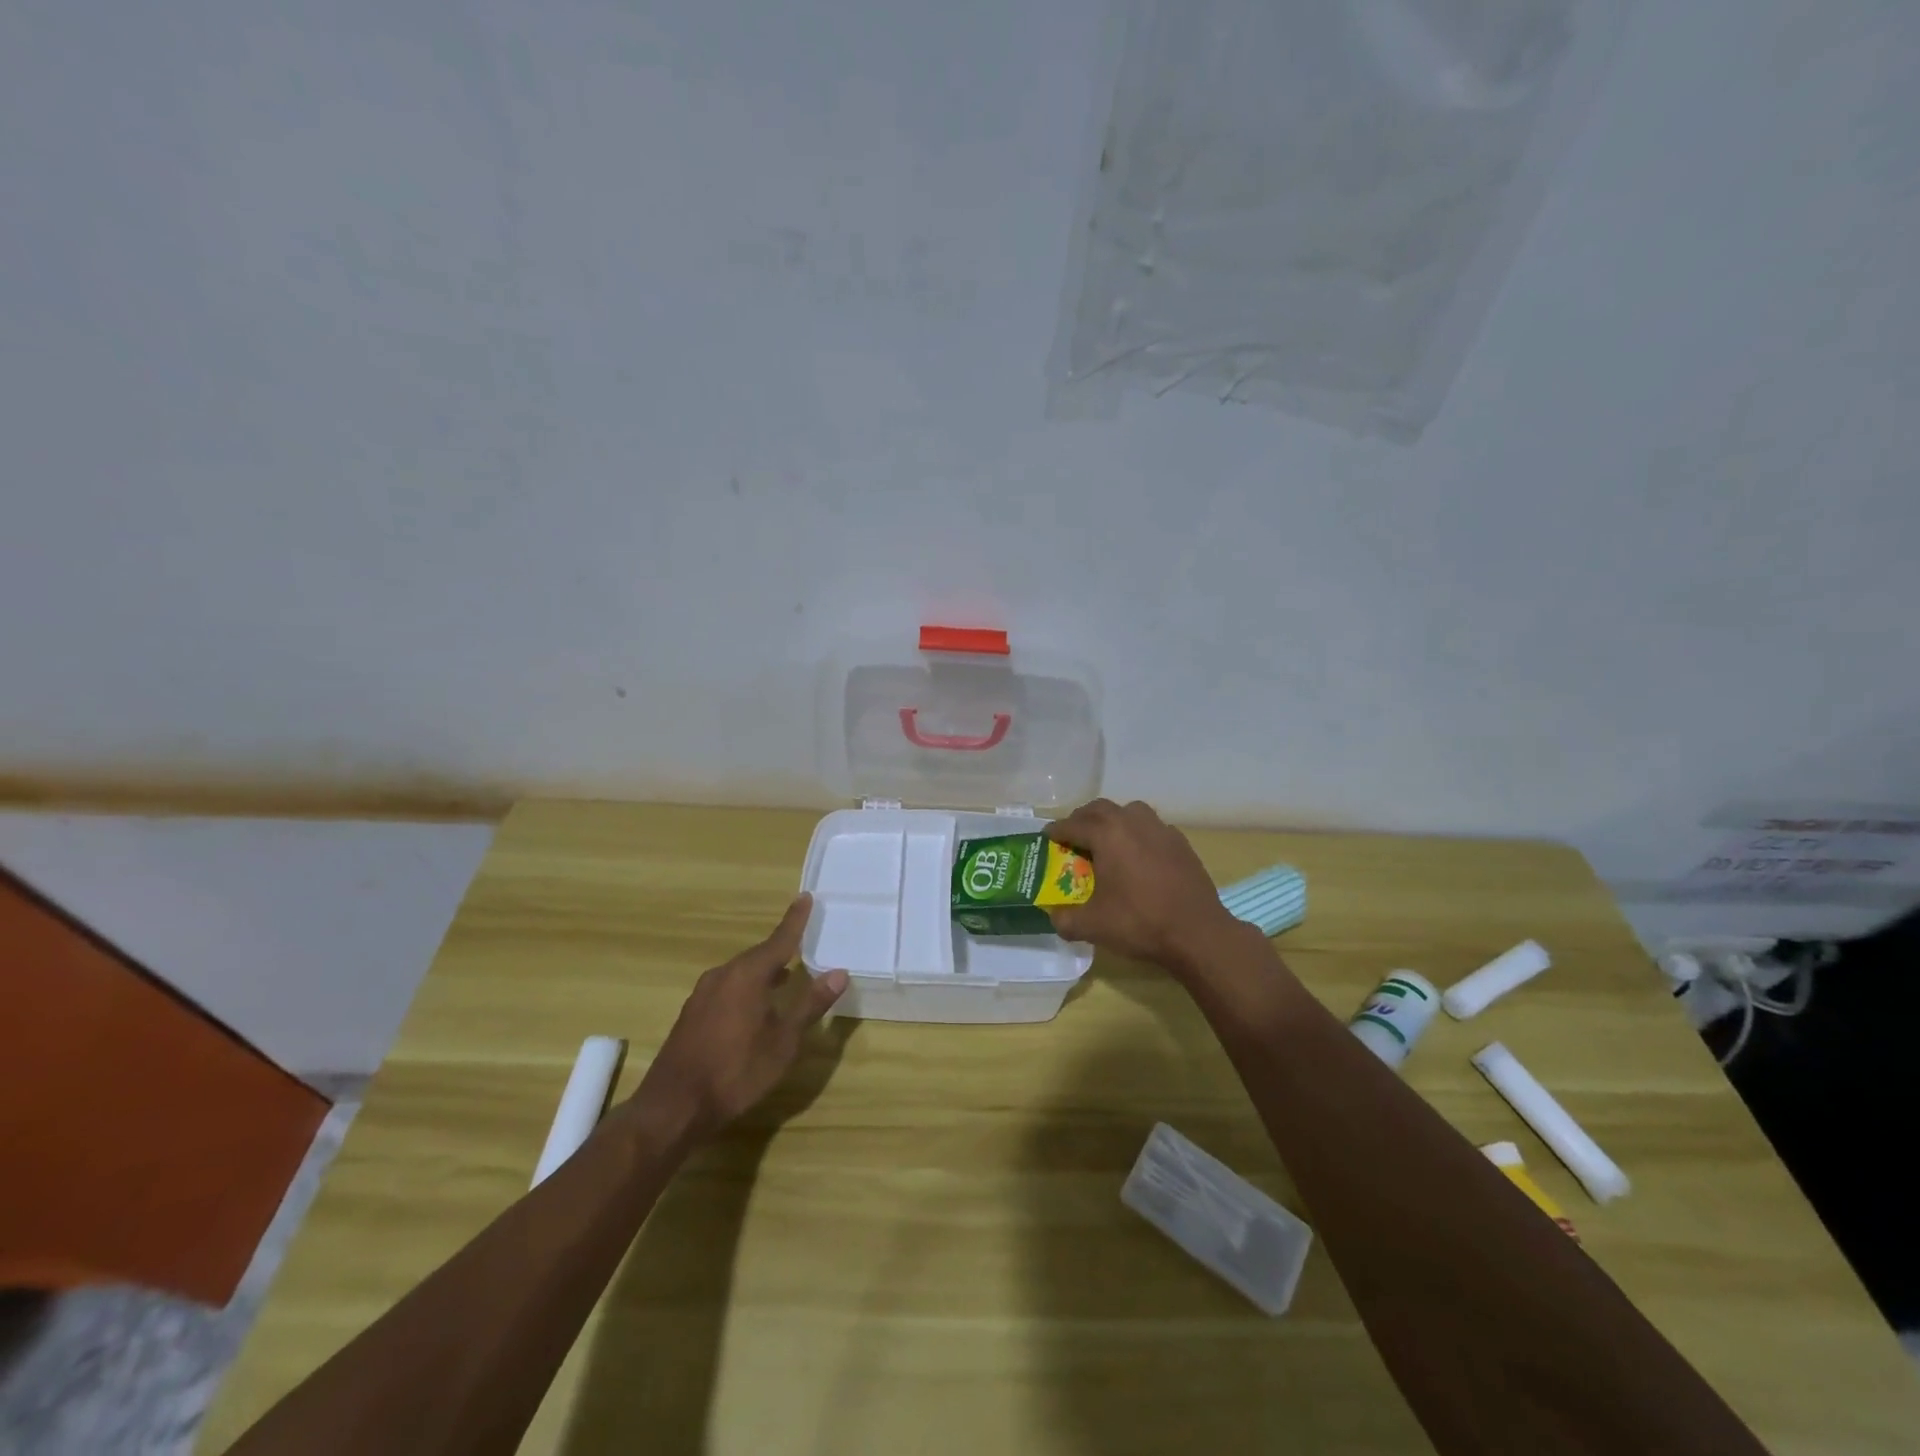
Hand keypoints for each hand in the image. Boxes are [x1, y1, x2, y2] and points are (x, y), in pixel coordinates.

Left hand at [633, 895, 847, 1141]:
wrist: (673, 1107)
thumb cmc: (736, 1071)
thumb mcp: (783, 1041)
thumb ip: (810, 1005)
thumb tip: (838, 973)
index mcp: (747, 975)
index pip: (779, 940)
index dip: (795, 920)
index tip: (806, 897)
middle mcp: (723, 975)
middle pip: (758, 955)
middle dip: (780, 950)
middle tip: (802, 943)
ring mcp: (702, 995)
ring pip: (740, 973)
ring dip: (763, 972)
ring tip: (784, 977)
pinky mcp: (691, 1015)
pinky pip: (726, 988)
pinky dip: (746, 988)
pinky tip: (754, 1007)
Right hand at [1046, 799, 1246, 977]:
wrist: (1197, 933)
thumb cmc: (1140, 922)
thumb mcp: (1092, 926)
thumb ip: (1065, 919)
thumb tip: (1054, 916)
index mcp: (1107, 834)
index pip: (1073, 824)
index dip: (1056, 830)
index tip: (1047, 837)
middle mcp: (1132, 822)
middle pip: (1100, 809)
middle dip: (1083, 819)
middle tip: (1073, 836)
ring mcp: (1160, 829)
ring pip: (1130, 811)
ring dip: (1113, 820)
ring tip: (1107, 840)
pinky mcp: (1180, 842)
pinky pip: (1152, 827)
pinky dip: (1139, 833)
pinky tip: (1139, 855)